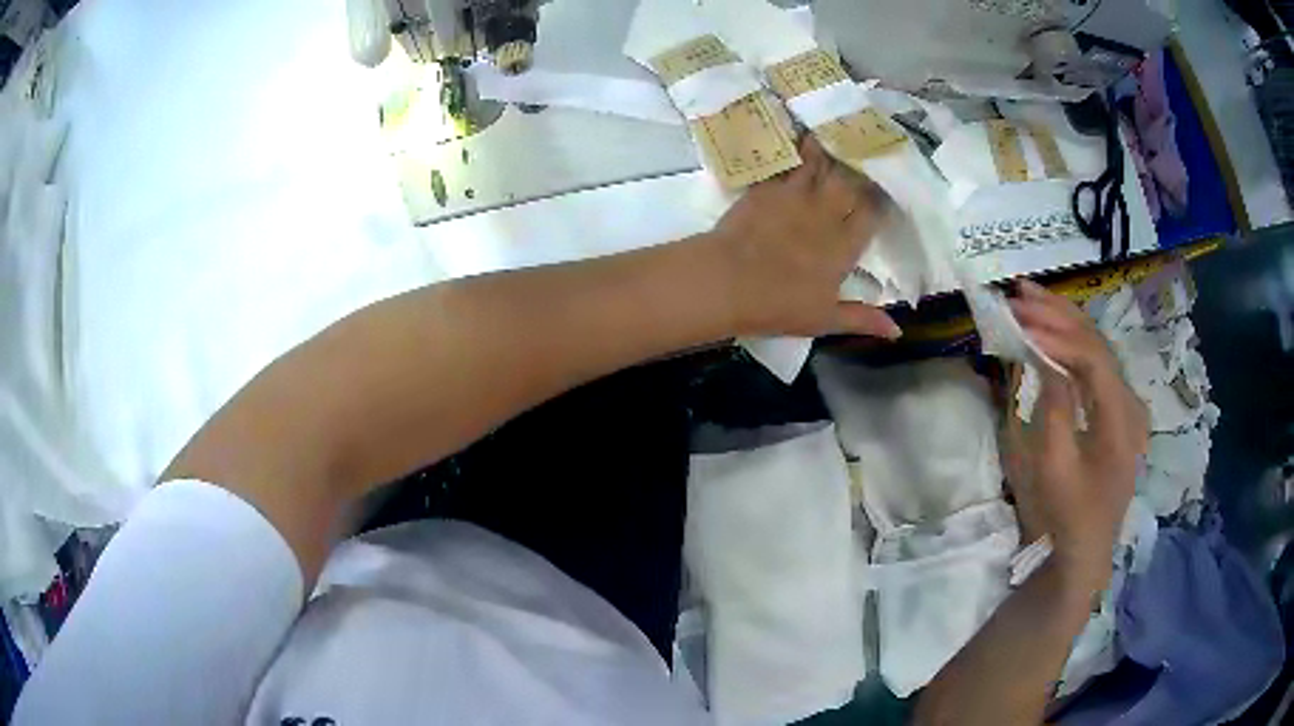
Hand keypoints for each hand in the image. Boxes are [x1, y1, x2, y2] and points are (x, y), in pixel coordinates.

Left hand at [705, 137, 900, 338]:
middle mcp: (826, 214)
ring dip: (832, 149)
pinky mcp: (768, 186)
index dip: (881, 201)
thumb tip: (898, 332)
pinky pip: (788, 160)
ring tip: (838, 132)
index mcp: (843, 245)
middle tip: (865, 154)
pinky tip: (802, 134)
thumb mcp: (824, 320)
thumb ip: (863, 319)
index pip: (872, 214)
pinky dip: (798, 147)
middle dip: (861, 168)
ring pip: (822, 164)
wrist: (726, 281)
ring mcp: (796, 195)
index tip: (885, 192)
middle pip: (851, 182)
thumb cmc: (777, 305)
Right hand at [1002, 281, 1148, 591]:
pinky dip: (1071, 342)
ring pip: (1098, 347)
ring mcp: (1126, 405)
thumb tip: (1045, 359)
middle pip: (1098, 343)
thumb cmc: (1068, 515)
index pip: (1093, 359)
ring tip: (1031, 297)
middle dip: (1058, 315)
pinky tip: (1052, 329)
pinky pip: (1096, 365)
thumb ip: (1055, 408)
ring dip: (1065, 321)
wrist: (1085, 550)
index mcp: (1122, 420)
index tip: (1020, 323)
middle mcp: (1131, 403)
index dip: (1057, 336)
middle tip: (1020, 293)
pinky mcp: (1116, 410)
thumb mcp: (1054, 469)